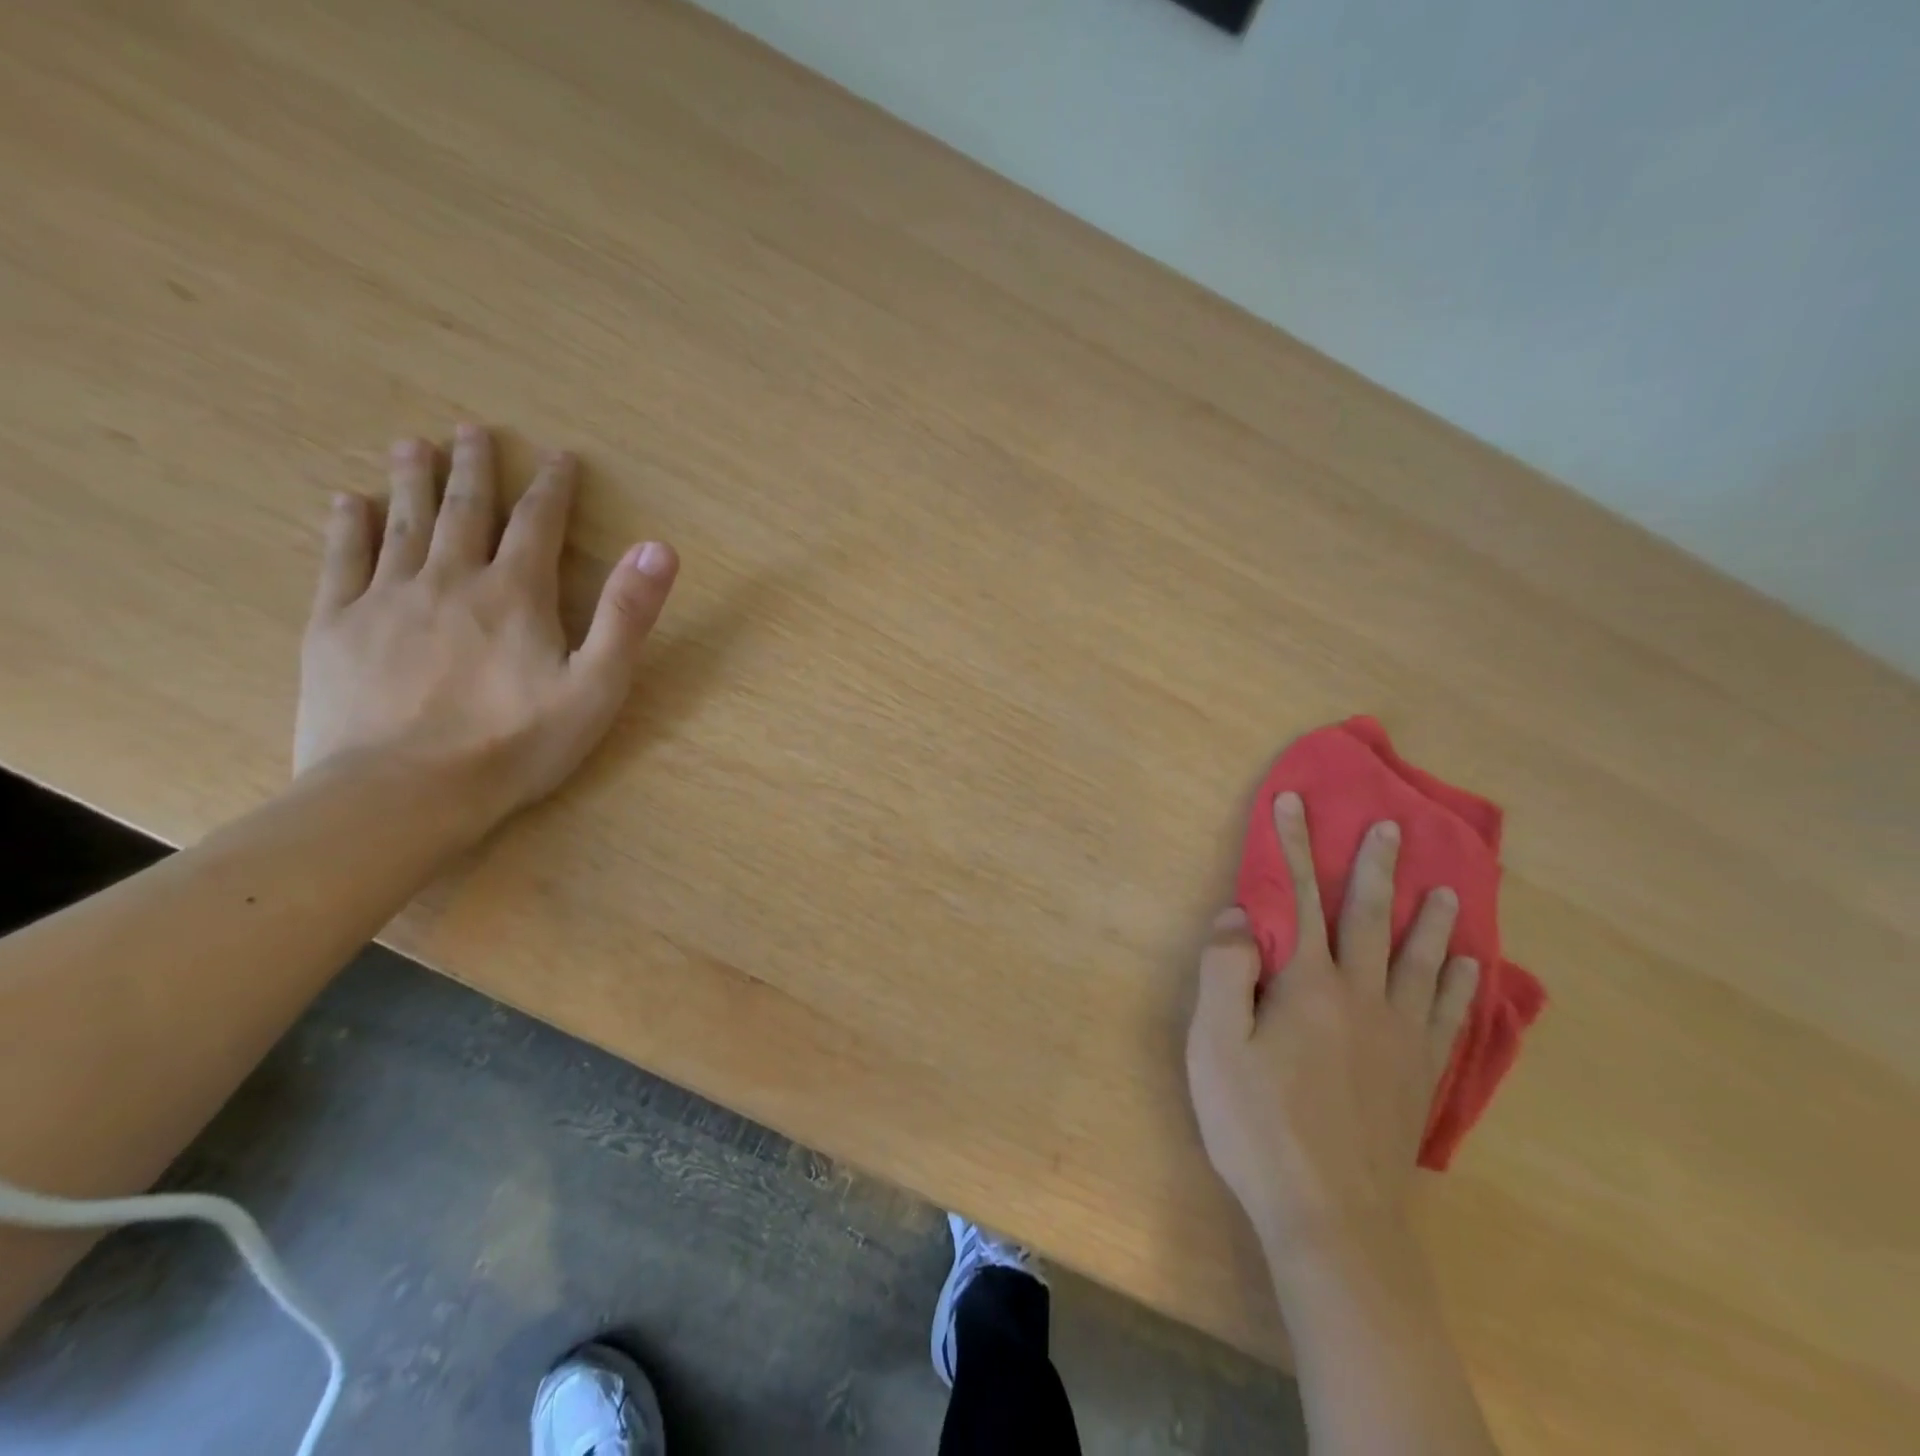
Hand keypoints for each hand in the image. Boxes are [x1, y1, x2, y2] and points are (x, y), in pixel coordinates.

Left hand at [295, 424, 679, 838]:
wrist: (404, 794)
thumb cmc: (515, 744)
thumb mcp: (596, 687)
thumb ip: (626, 615)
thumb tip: (658, 547)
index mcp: (515, 594)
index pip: (538, 523)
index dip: (553, 487)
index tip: (558, 456)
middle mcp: (450, 579)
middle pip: (463, 509)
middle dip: (474, 468)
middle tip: (472, 430)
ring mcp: (386, 598)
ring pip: (401, 522)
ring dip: (411, 479)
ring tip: (413, 443)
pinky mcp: (336, 626)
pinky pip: (342, 559)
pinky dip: (347, 524)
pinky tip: (348, 502)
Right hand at [1185, 792, 1478, 1261]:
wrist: (1331, 1215)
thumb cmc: (1258, 1124)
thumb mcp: (1215, 1044)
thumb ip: (1224, 971)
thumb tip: (1239, 915)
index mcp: (1306, 983)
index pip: (1299, 897)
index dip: (1293, 845)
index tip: (1295, 802)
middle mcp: (1361, 995)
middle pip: (1368, 917)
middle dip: (1374, 867)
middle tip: (1392, 826)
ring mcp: (1400, 1036)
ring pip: (1419, 960)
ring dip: (1429, 918)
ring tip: (1447, 887)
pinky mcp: (1420, 1074)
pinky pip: (1449, 1015)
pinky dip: (1460, 983)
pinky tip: (1466, 966)